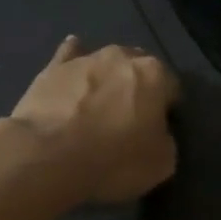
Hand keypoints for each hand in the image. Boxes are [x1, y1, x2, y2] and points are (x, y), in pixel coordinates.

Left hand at [10, 37, 179, 205]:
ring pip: (105, 63)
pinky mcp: (52, 68)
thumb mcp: (161, 163)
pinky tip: (71, 66)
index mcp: (155, 75)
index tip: (159, 131)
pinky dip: (73, 59)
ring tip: (99, 106)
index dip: (168, 111)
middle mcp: (122, 57)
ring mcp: (85, 59)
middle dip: (138, 89)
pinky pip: (68, 56)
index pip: (172, 89)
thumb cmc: (113, 160)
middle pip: (139, 70)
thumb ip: (165, 140)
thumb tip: (157, 133)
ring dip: (107, 79)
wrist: (48, 156)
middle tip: (130, 118)